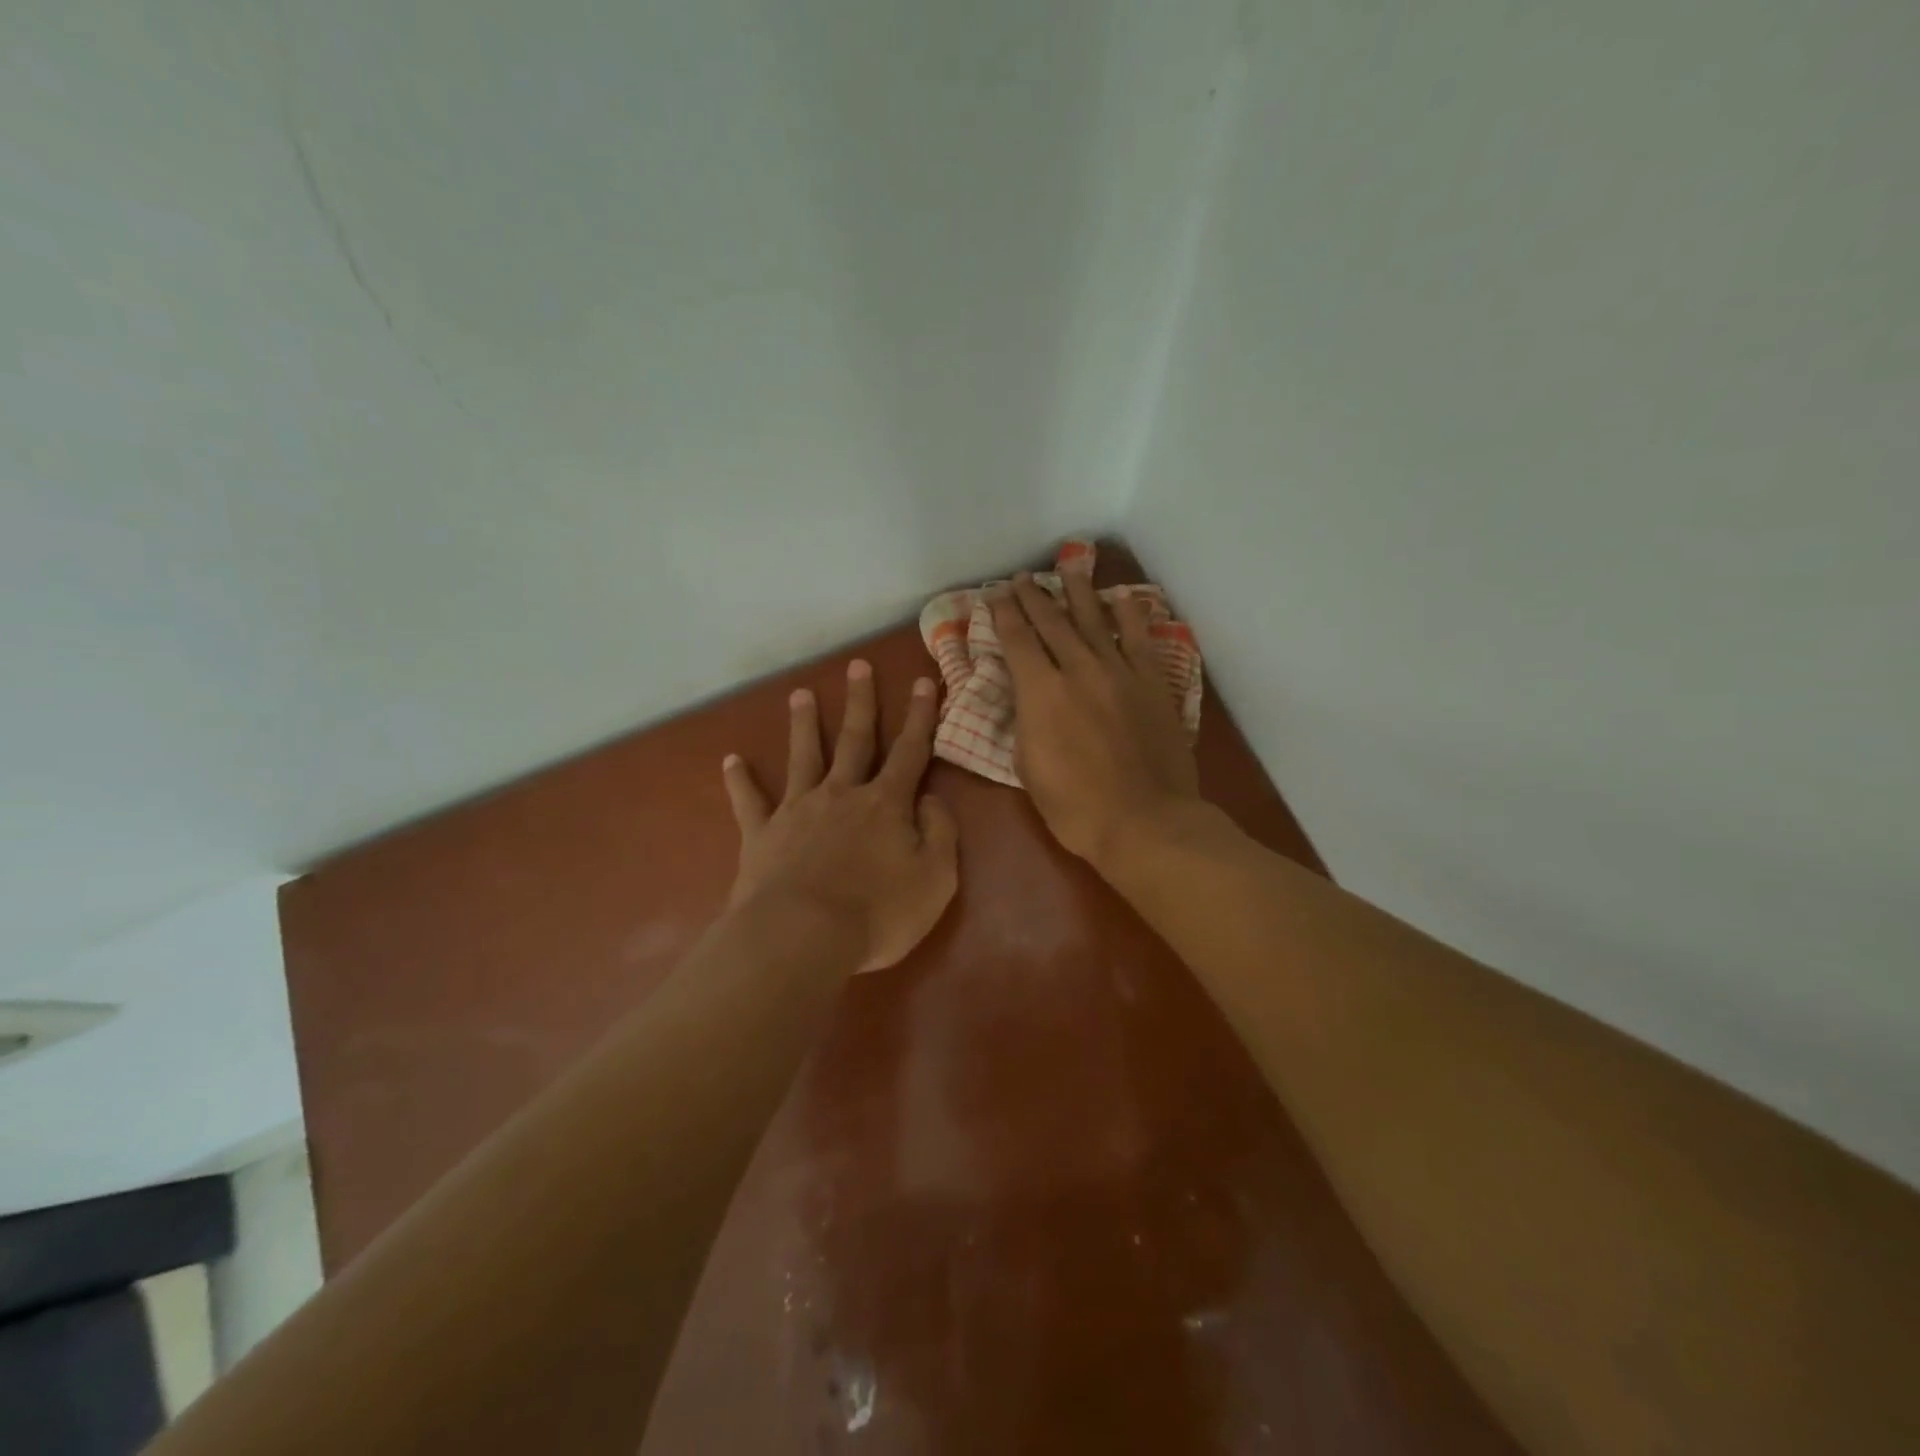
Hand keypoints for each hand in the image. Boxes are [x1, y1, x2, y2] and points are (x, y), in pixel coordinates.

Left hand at [722, 660, 958, 973]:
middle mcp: (842, 794)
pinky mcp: (762, 835)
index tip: (924, 682)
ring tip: (800, 694)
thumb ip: (940, 833)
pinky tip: (730, 760)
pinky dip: (739, 780)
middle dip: (860, 702)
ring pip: (803, 757)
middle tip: (858, 666)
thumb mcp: (936, 879)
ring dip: (804, 724)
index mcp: (886, 804)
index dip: (920, 717)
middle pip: (854, 739)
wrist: (803, 937)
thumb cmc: (878, 914)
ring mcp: (798, 810)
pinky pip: (749, 801)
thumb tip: (930, 799)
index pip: (910, 751)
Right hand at [991, 570, 1201, 868]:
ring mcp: (1119, 671)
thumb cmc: (1075, 806)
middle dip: (1033, 596)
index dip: (1003, 614)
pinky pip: (1138, 638)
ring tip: (1068, 568)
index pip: (1016, 640)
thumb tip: (1027, 697)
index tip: (995, 594)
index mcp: (1040, 692)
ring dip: (1077, 592)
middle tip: (1022, 578)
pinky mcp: (1151, 682)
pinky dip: (1129, 614)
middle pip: (1051, 621)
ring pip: (1093, 620)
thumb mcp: (1028, 767)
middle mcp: (1078, 669)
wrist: (1144, 820)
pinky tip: (1121, 598)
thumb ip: (1025, 721)